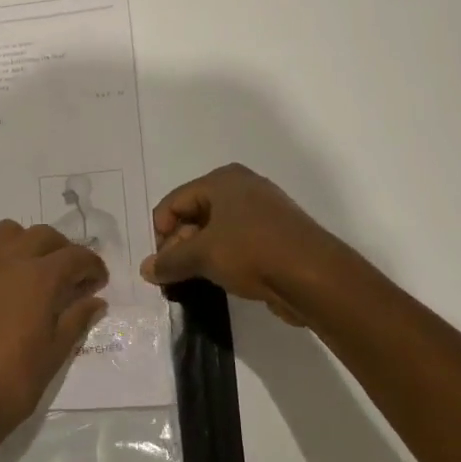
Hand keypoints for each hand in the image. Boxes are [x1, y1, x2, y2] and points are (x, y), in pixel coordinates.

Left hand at [0, 221, 108, 461]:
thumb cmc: (12, 382)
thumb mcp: (54, 354)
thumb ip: (76, 320)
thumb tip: (96, 301)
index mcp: (40, 278)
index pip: (76, 256)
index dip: (92, 266)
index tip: (98, 282)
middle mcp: (9, 260)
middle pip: (43, 236)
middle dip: (63, 250)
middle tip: (70, 276)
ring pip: (6, 231)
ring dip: (24, 242)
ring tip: (32, 267)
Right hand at [140, 164, 349, 325]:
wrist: (315, 277)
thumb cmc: (252, 252)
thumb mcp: (202, 255)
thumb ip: (169, 261)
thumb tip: (145, 269)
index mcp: (222, 180)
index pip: (174, 202)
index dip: (160, 232)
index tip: (158, 264)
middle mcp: (243, 188)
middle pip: (195, 214)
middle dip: (179, 245)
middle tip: (173, 275)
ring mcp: (263, 212)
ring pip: (216, 231)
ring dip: (200, 255)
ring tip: (193, 281)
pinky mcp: (277, 237)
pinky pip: (238, 244)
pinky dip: (224, 260)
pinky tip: (220, 281)